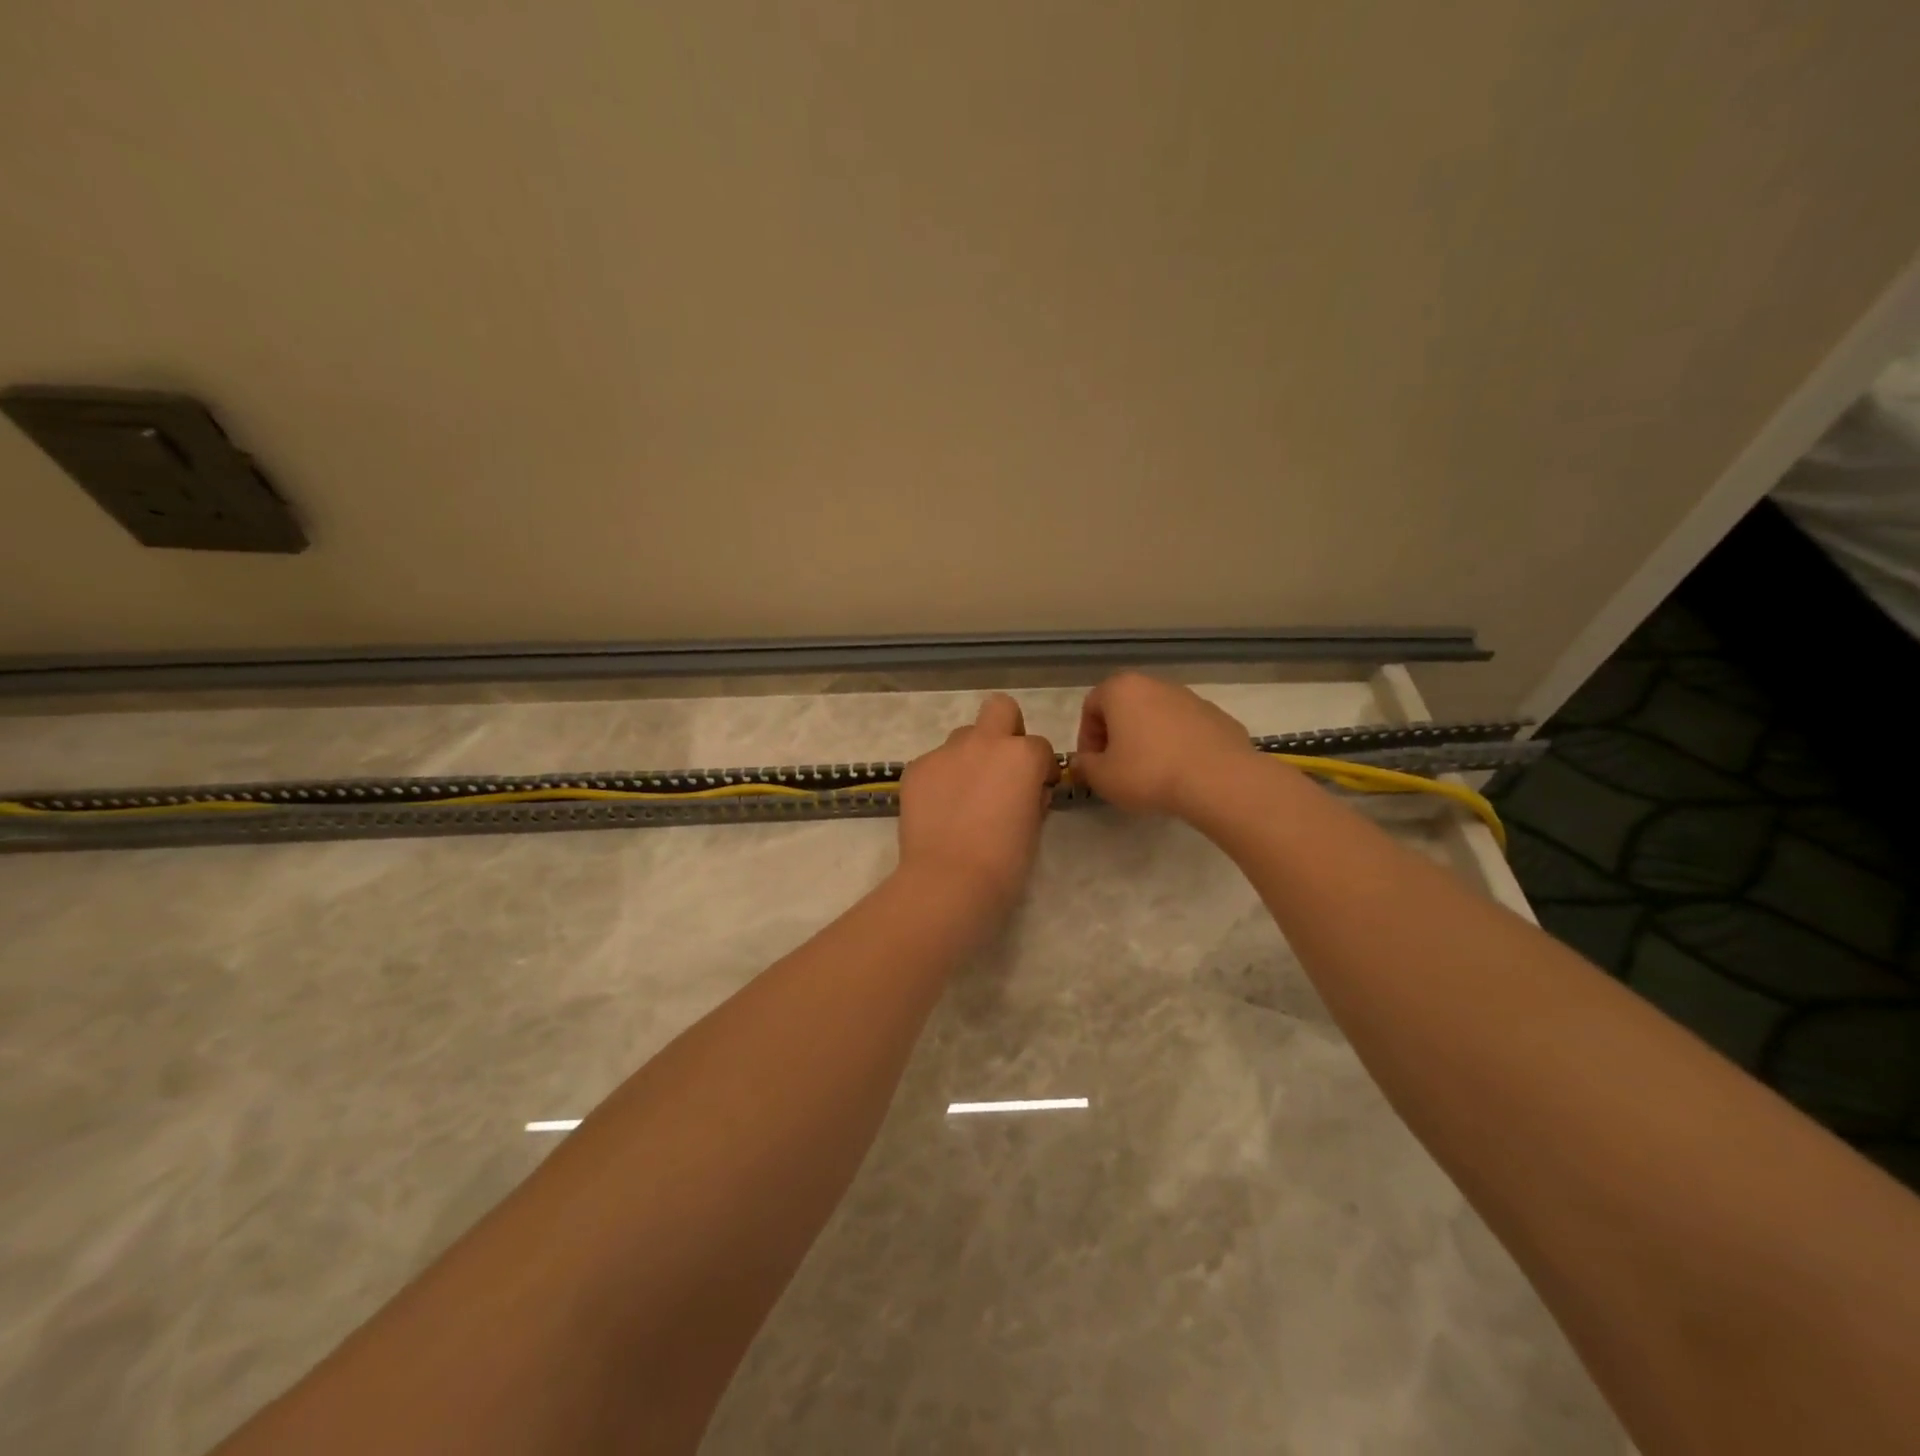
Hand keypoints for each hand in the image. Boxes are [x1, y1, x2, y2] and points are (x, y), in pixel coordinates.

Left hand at [896, 693, 1056, 915]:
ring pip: (963, 737)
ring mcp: (946, 752)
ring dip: (970, 756)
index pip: (1040, 747)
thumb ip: (1032, 797)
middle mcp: (984, 743)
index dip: (1041, 768)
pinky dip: (941, 779)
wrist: (949, 880)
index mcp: (1022, 756)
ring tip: (965, 795)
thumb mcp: (1034, 827)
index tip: (1037, 789)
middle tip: (1002, 767)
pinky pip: (935, 763)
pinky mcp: (916, 768)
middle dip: (1006, 729)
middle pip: (1000, 709)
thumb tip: (1026, 791)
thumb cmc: (1004, 862)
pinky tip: (939, 809)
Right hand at [1071, 672, 1259, 817]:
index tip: (1093, 765)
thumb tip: (1082, 762)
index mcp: (1122, 690)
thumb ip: (1084, 767)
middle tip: (1117, 767)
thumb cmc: (1148, 773)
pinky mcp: (1217, 716)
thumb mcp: (1103, 778)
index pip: (1091, 706)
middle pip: (1125, 707)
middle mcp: (1155, 684)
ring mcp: (1190, 698)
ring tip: (1151, 772)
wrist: (1218, 779)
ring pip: (1156, 716)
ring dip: (1147, 739)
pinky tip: (1181, 772)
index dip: (1086, 738)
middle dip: (1117, 735)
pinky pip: (1185, 728)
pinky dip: (1177, 744)